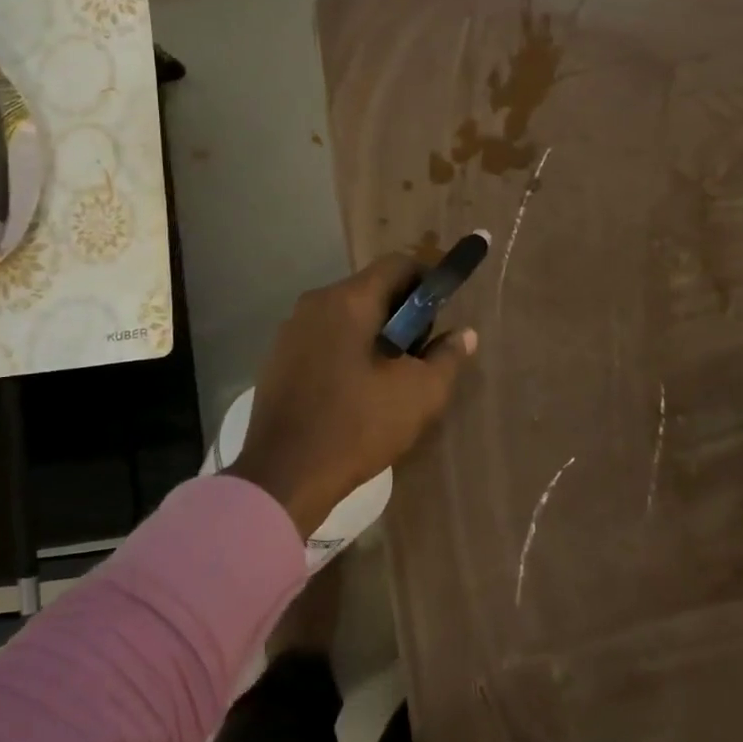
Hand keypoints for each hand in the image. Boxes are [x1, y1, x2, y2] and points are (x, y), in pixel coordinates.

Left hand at [228, 255, 477, 537]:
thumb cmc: (358, 427)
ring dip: (376, 334)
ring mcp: (290, 331)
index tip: (446, 310)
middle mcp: (314, 304)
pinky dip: (348, 350)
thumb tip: (464, 334)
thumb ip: (447, 357)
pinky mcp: (278, 359)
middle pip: (371, 289)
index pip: (398, 264)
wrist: (284, 477)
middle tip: (423, 352)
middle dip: (403, 313)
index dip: (429, 279)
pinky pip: (324, 339)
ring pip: (347, 316)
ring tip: (392, 377)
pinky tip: (357, 390)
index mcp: (348, 301)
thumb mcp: (419, 394)